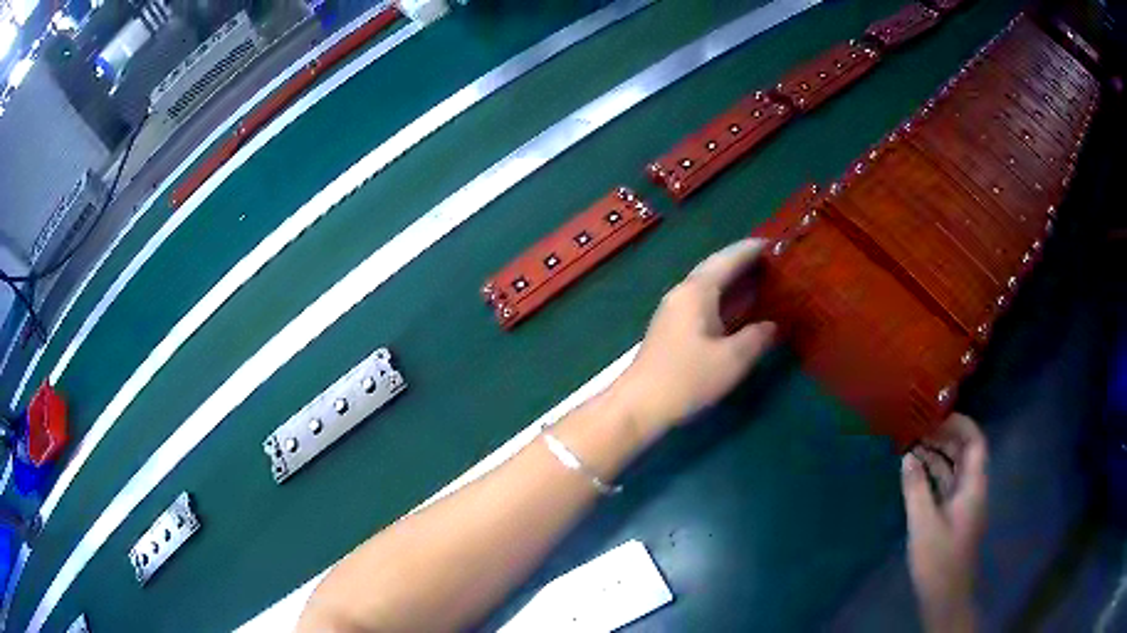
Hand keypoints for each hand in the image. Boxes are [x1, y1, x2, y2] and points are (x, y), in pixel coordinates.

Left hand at [609, 239, 776, 441]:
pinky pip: (702, 302)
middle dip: (741, 262)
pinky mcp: (670, 328)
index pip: (727, 259)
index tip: (773, 242)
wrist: (639, 404)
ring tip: (759, 280)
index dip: (750, 250)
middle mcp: (682, 293)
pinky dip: (723, 299)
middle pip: (715, 269)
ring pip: (707, 286)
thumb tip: (772, 325)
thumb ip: (757, 337)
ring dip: (732, 281)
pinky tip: (736, 310)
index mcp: (696, 292)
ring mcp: (673, 311)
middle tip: (771, 261)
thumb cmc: (687, 378)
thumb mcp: (732, 359)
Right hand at [902, 413, 988, 632]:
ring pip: (954, 468)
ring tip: (912, 444)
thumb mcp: (924, 524)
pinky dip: (933, 475)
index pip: (975, 442)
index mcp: (973, 486)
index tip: (935, 415)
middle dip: (944, 437)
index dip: (960, 424)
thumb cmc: (938, 559)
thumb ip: (916, 488)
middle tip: (918, 428)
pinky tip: (915, 472)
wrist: (945, 596)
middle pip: (965, 452)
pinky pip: (946, 485)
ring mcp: (963, 503)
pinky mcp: (953, 515)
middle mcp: (972, 489)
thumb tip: (907, 456)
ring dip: (937, 455)